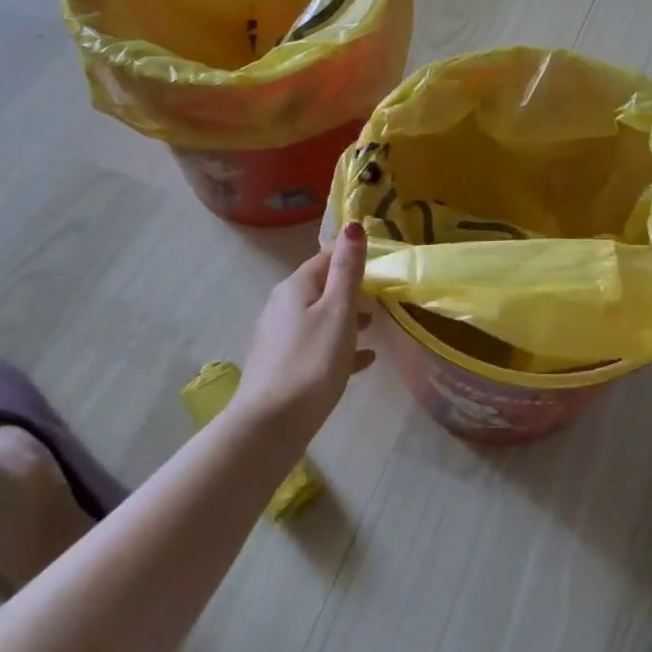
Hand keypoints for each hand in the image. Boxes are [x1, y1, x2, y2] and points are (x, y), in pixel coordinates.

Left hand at [236, 224, 374, 438]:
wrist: (269, 427)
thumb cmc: (311, 362)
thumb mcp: (338, 312)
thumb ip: (347, 270)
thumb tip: (352, 225)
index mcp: (295, 288)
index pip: (326, 259)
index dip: (352, 258)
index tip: (381, 265)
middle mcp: (282, 307)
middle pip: (322, 289)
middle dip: (351, 290)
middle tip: (383, 297)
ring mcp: (280, 338)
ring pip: (320, 318)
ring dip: (347, 319)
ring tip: (375, 327)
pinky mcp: (282, 367)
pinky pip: (317, 347)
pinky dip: (338, 347)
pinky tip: (363, 360)